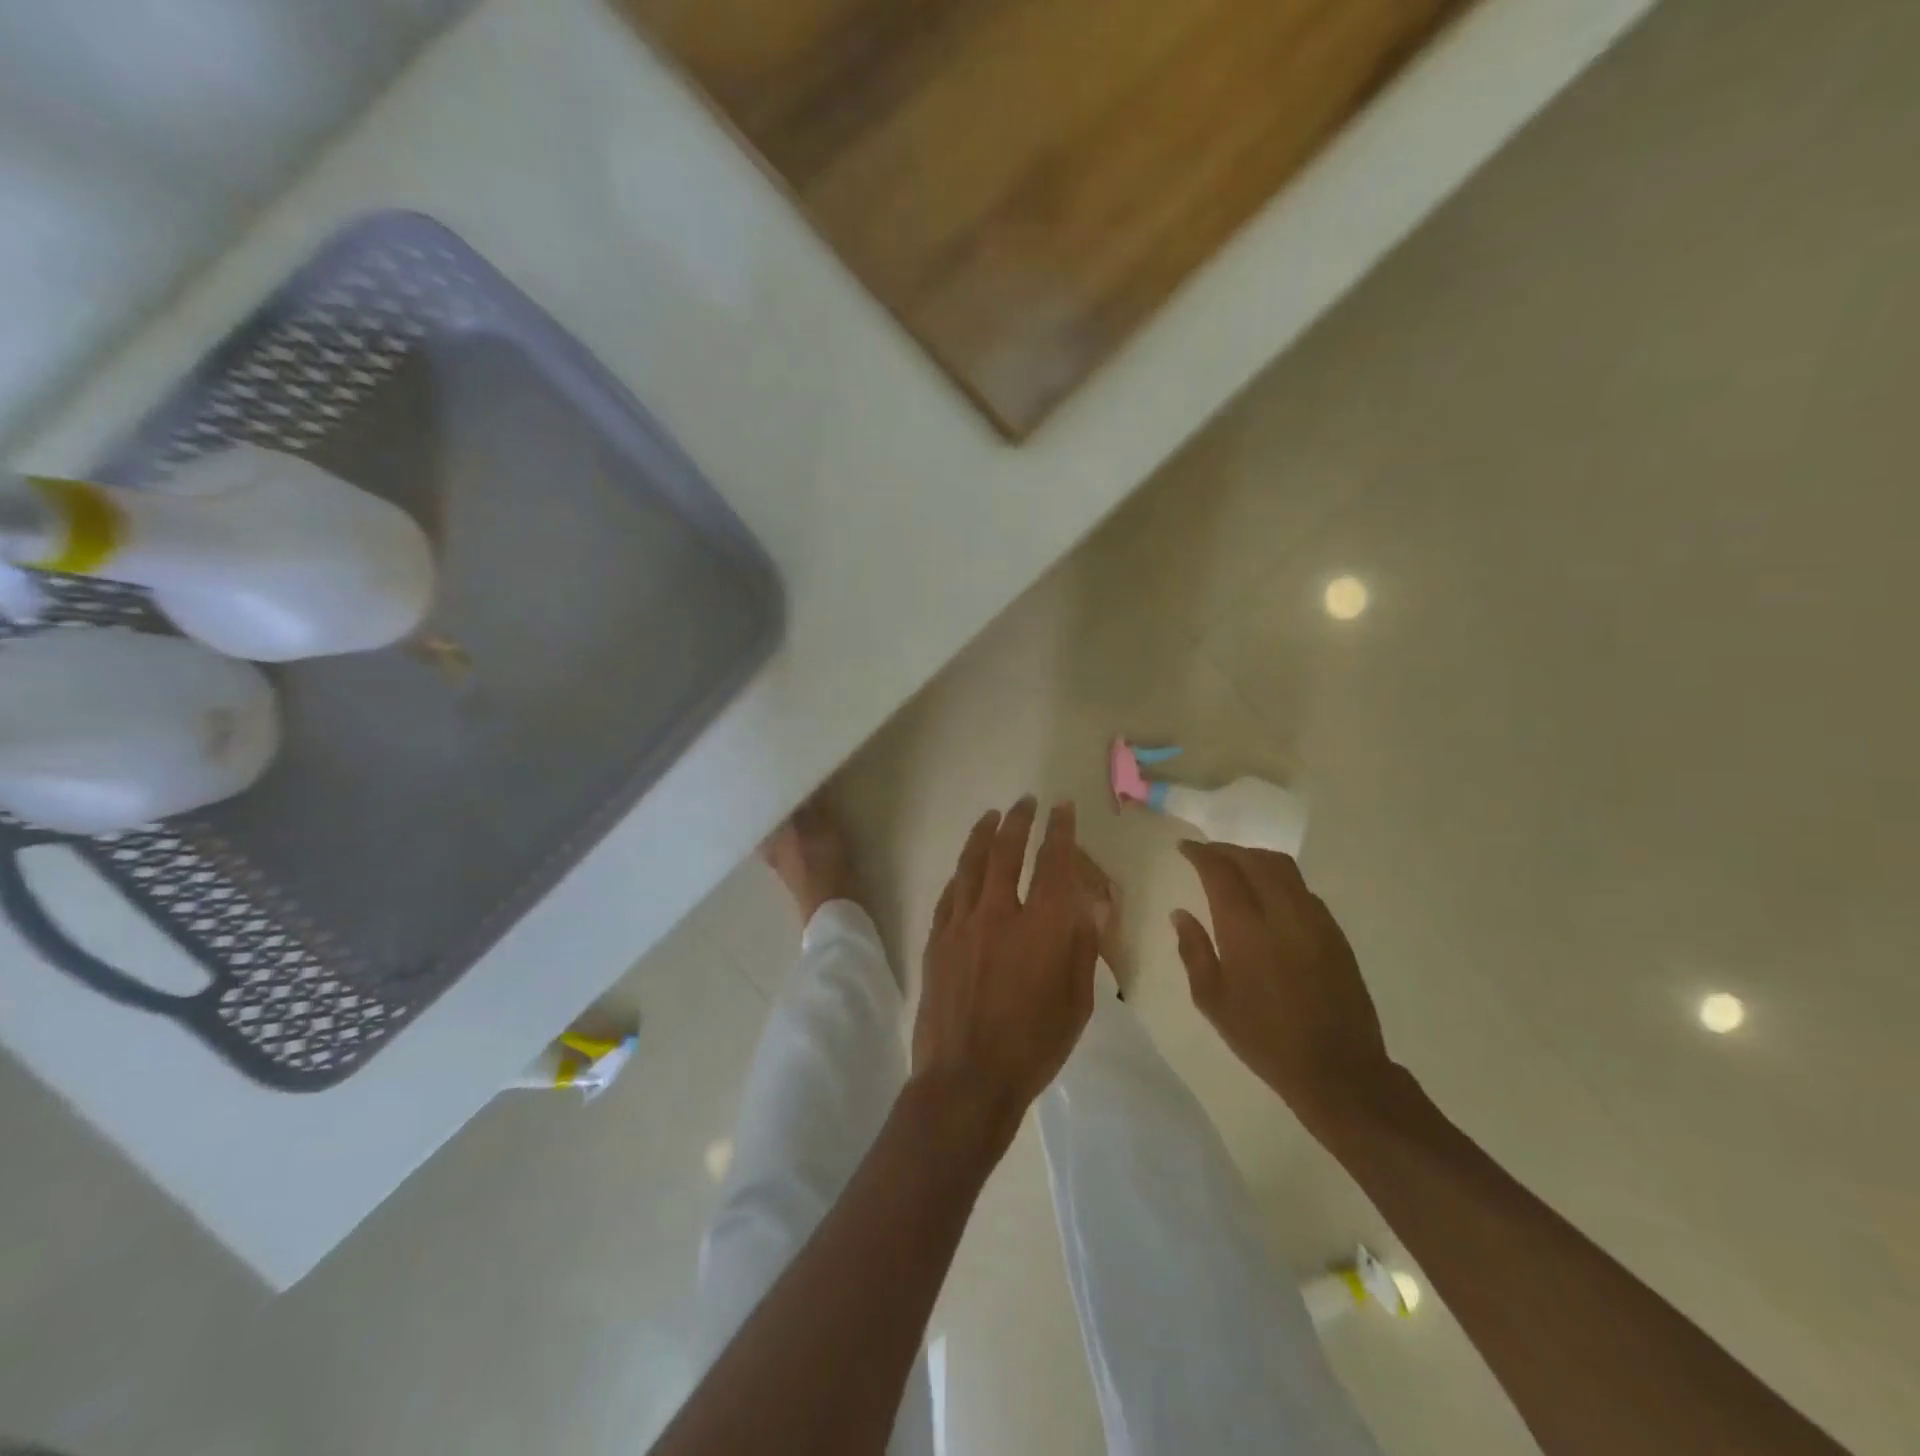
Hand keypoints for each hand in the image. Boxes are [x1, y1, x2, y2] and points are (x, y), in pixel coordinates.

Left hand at [913, 798, 1098, 1143]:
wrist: (966, 1079)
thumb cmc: (1033, 1046)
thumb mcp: (1078, 1002)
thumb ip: (1084, 945)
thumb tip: (1094, 902)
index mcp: (1043, 927)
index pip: (1054, 864)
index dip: (1060, 831)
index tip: (1063, 808)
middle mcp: (1000, 913)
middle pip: (1008, 851)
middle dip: (1019, 821)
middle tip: (1025, 802)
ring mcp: (962, 924)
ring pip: (972, 864)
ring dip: (984, 835)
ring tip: (991, 816)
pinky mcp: (937, 939)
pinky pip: (949, 894)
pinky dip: (960, 874)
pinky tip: (964, 867)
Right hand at [1172, 842, 1391, 1133]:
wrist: (1338, 1070)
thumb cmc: (1264, 1039)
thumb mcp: (1212, 1001)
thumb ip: (1194, 951)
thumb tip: (1180, 913)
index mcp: (1246, 930)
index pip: (1221, 872)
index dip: (1201, 854)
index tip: (1185, 848)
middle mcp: (1283, 913)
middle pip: (1254, 860)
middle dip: (1226, 851)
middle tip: (1206, 854)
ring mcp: (1315, 920)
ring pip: (1283, 868)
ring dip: (1254, 858)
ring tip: (1235, 866)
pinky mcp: (1335, 933)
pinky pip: (1302, 888)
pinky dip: (1278, 878)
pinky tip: (1267, 895)